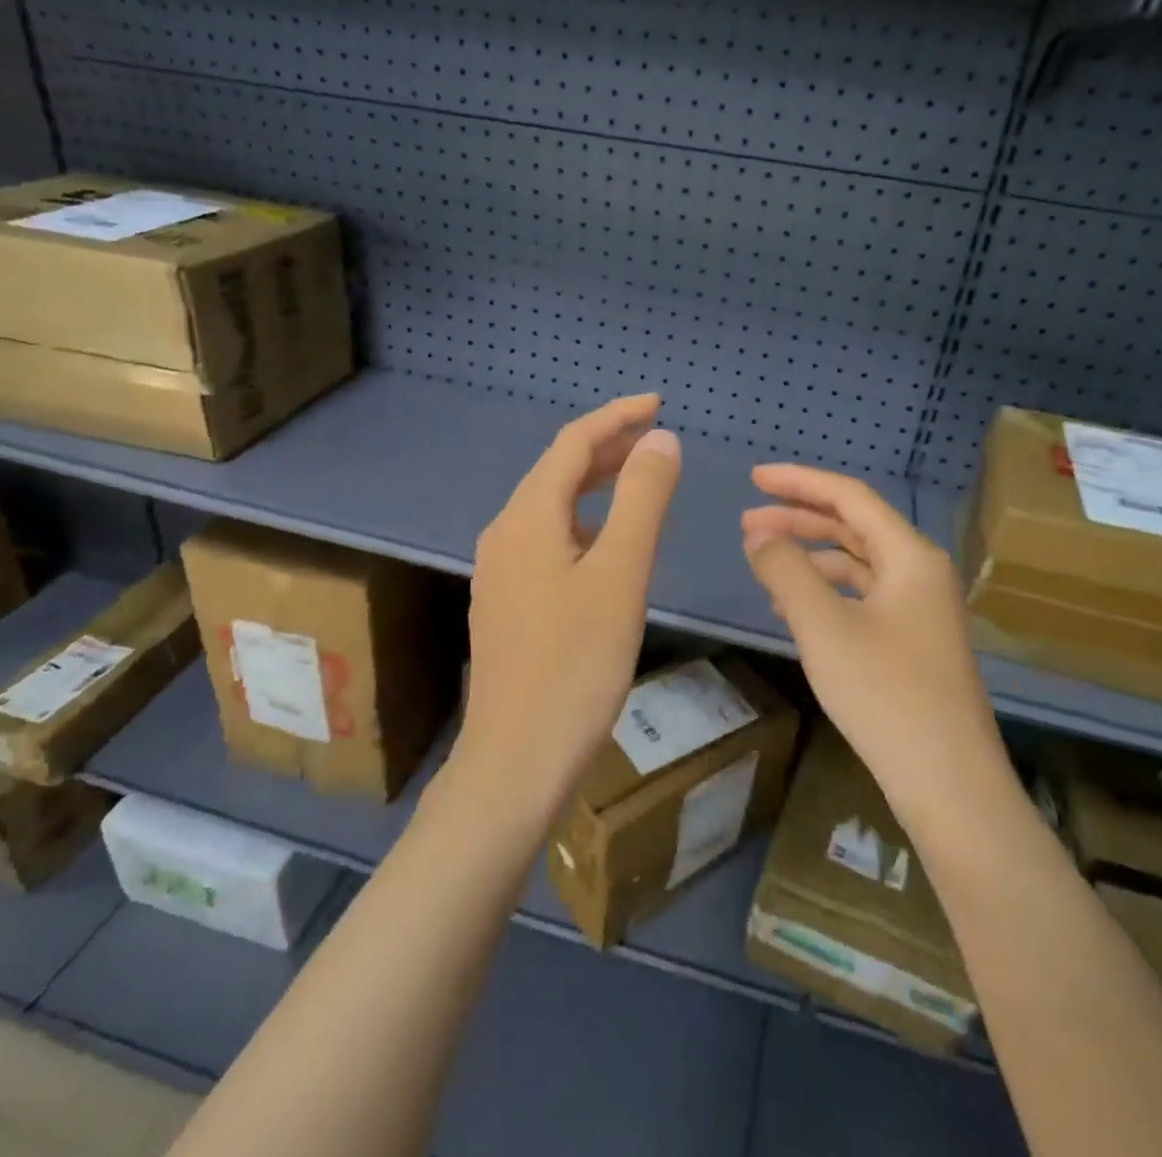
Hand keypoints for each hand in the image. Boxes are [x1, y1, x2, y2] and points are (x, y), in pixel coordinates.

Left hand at [459, 394, 681, 815]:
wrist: (517, 760)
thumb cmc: (575, 664)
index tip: (658, 402)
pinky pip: (549, 539)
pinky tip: (608, 541)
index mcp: (527, 517)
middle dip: (608, 447)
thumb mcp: (621, 574)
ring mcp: (501, 570)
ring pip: (553, 507)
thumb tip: (660, 437)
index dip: (615, 416)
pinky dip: (585, 521)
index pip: (573, 443)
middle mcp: (504, 533)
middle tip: (657, 436)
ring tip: (641, 477)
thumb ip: (643, 499)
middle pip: (558, 471)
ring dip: (596, 484)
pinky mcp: (508, 602)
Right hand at [741, 465, 1005, 826]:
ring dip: (810, 556)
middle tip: (747, 522)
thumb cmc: (886, 696)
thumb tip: (759, 535)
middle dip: (799, 518)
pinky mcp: (913, 641)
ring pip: (857, 563)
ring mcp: (920, 609)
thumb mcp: (824, 627)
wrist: (949, 785)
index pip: (850, 497)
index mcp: (910, 556)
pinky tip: (793, 606)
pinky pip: (863, 597)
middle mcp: (921, 572)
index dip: (800, 481)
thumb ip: (786, 571)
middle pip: (854, 526)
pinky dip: (826, 591)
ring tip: (763, 562)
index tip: (754, 477)